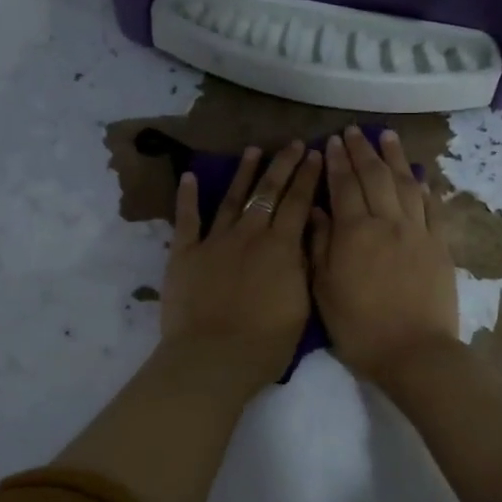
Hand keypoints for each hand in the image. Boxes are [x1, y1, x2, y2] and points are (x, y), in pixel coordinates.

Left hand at [161, 141, 321, 389]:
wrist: (213, 358)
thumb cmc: (265, 343)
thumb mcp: (301, 305)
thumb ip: (302, 267)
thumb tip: (304, 237)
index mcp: (281, 248)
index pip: (299, 203)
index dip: (309, 177)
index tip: (317, 154)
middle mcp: (249, 235)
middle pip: (268, 192)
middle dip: (283, 165)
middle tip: (294, 144)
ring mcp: (214, 241)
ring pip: (232, 198)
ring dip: (244, 173)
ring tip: (254, 150)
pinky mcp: (185, 253)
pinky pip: (187, 219)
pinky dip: (188, 197)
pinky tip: (190, 176)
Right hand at [311, 126, 459, 384]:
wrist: (415, 353)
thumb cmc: (360, 328)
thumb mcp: (324, 290)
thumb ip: (320, 245)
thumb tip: (316, 209)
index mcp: (355, 232)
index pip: (344, 185)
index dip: (338, 161)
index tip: (333, 141)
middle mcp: (388, 222)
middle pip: (375, 176)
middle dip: (363, 150)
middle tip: (355, 132)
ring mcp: (418, 232)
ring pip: (407, 184)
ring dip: (396, 158)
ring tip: (388, 137)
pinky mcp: (440, 246)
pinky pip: (432, 207)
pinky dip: (424, 187)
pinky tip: (419, 175)